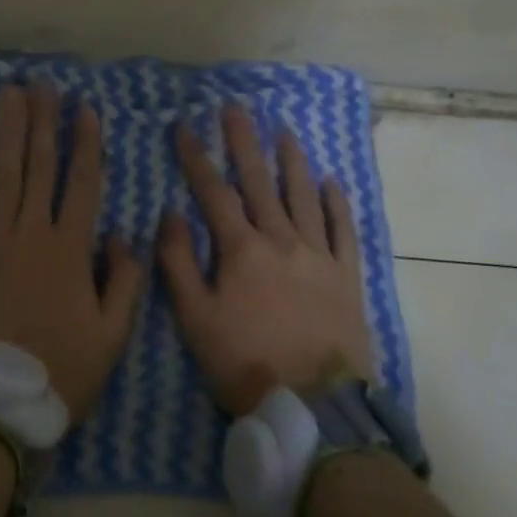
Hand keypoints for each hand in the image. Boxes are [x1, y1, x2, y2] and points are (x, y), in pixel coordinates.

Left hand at [0, 82, 143, 420]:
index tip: (85, 108)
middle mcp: (31, 231)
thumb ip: (125, 280)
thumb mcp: (113, 335)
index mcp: (70, 249)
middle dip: (44, 121)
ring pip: (2, 173)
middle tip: (44, 86)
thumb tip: (123, 234)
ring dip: (7, 130)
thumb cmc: (60, 371)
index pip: (82, 182)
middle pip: (39, 165)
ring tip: (11, 94)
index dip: (86, 142)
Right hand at [160, 105, 373, 415]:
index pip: (213, 192)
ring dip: (291, 160)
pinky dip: (336, 203)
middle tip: (236, 108)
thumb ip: (179, 264)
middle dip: (244, 142)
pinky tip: (331, 182)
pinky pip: (342, 230)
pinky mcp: (346, 276)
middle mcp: (281, 240)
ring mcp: (318, 255)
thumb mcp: (196, 320)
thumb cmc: (246, 364)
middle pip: (259, 181)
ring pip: (303, 196)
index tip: (183, 127)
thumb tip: (170, 214)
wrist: (315, 408)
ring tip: (284, 131)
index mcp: (242, 250)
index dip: (196, 157)